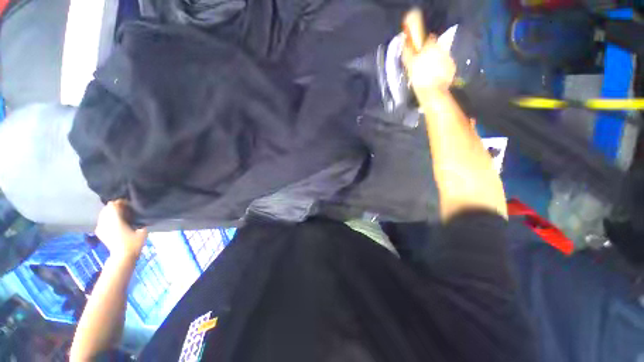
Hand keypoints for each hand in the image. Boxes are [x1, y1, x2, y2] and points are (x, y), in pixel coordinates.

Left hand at [95, 200, 147, 259]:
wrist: (122, 256)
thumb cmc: (134, 243)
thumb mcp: (142, 231)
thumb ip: (138, 220)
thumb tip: (137, 215)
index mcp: (116, 220)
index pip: (115, 205)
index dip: (122, 202)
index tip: (129, 203)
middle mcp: (106, 222)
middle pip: (107, 207)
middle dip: (115, 206)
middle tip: (125, 208)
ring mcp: (100, 227)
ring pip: (103, 213)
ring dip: (110, 212)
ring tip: (120, 214)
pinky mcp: (99, 231)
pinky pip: (101, 220)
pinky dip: (106, 218)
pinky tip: (113, 221)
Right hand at [402, 9, 455, 94]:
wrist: (432, 91)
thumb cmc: (419, 76)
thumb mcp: (410, 64)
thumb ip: (408, 51)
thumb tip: (405, 40)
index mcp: (431, 46)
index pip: (429, 38)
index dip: (425, 44)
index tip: (420, 51)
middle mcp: (442, 49)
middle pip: (436, 48)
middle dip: (431, 53)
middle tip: (424, 64)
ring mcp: (449, 58)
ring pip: (442, 57)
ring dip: (437, 62)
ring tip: (429, 73)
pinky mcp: (452, 68)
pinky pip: (446, 66)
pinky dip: (441, 70)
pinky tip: (435, 77)